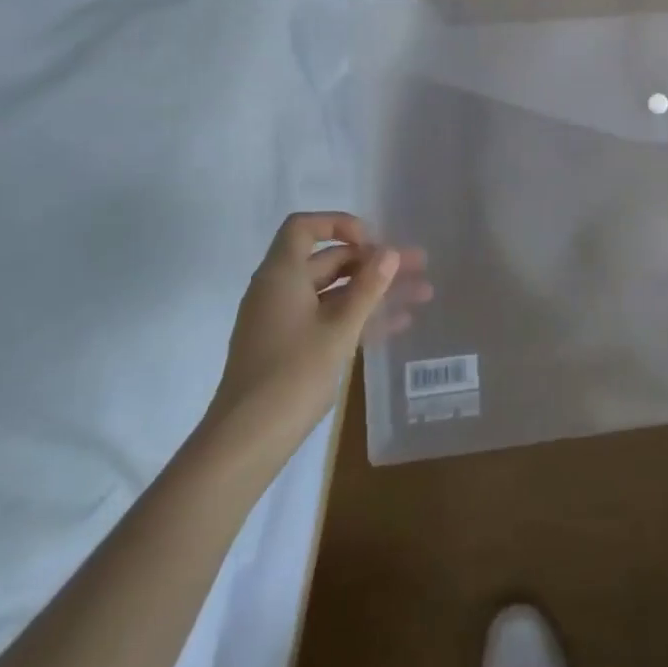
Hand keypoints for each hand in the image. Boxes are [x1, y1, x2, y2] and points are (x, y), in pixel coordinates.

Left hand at [204, 212, 429, 447]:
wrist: (246, 442)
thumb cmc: (292, 375)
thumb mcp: (339, 329)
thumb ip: (367, 288)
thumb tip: (389, 252)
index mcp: (281, 275)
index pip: (305, 227)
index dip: (339, 224)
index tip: (373, 242)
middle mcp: (279, 290)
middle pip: (328, 260)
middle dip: (374, 261)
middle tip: (417, 266)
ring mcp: (283, 320)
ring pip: (335, 291)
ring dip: (375, 290)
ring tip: (421, 294)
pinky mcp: (289, 347)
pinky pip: (329, 318)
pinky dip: (359, 316)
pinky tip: (397, 325)